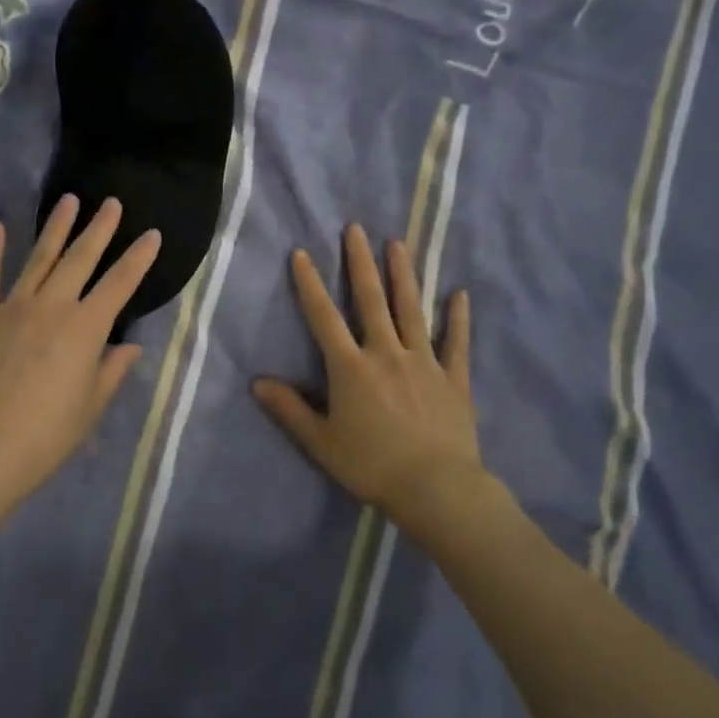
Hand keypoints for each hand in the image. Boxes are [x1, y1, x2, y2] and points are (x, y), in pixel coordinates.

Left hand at [0, 196, 160, 520]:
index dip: (139, 258)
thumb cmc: (45, 436)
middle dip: (99, 229)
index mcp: (85, 328)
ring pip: (38, 258)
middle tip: (111, 203)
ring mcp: (10, 308)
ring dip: (56, 228)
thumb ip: (111, 371)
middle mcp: (51, 306)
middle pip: (80, 259)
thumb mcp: (90, 407)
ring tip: (68, 201)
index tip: (153, 234)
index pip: (120, 284)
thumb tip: (129, 347)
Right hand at [254, 225, 507, 537]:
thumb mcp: (320, 442)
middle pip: (371, 300)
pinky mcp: (454, 378)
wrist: (436, 488)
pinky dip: (458, 318)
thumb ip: (289, 409)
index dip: (310, 284)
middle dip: (361, 263)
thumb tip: (257, 382)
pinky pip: (456, 342)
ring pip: (412, 310)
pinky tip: (460, 294)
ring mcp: (424, 362)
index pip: (324, 317)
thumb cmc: (371, 465)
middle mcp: (386, 353)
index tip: (302, 253)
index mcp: (350, 367)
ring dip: (403, 275)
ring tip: (398, 244)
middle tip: (356, 229)